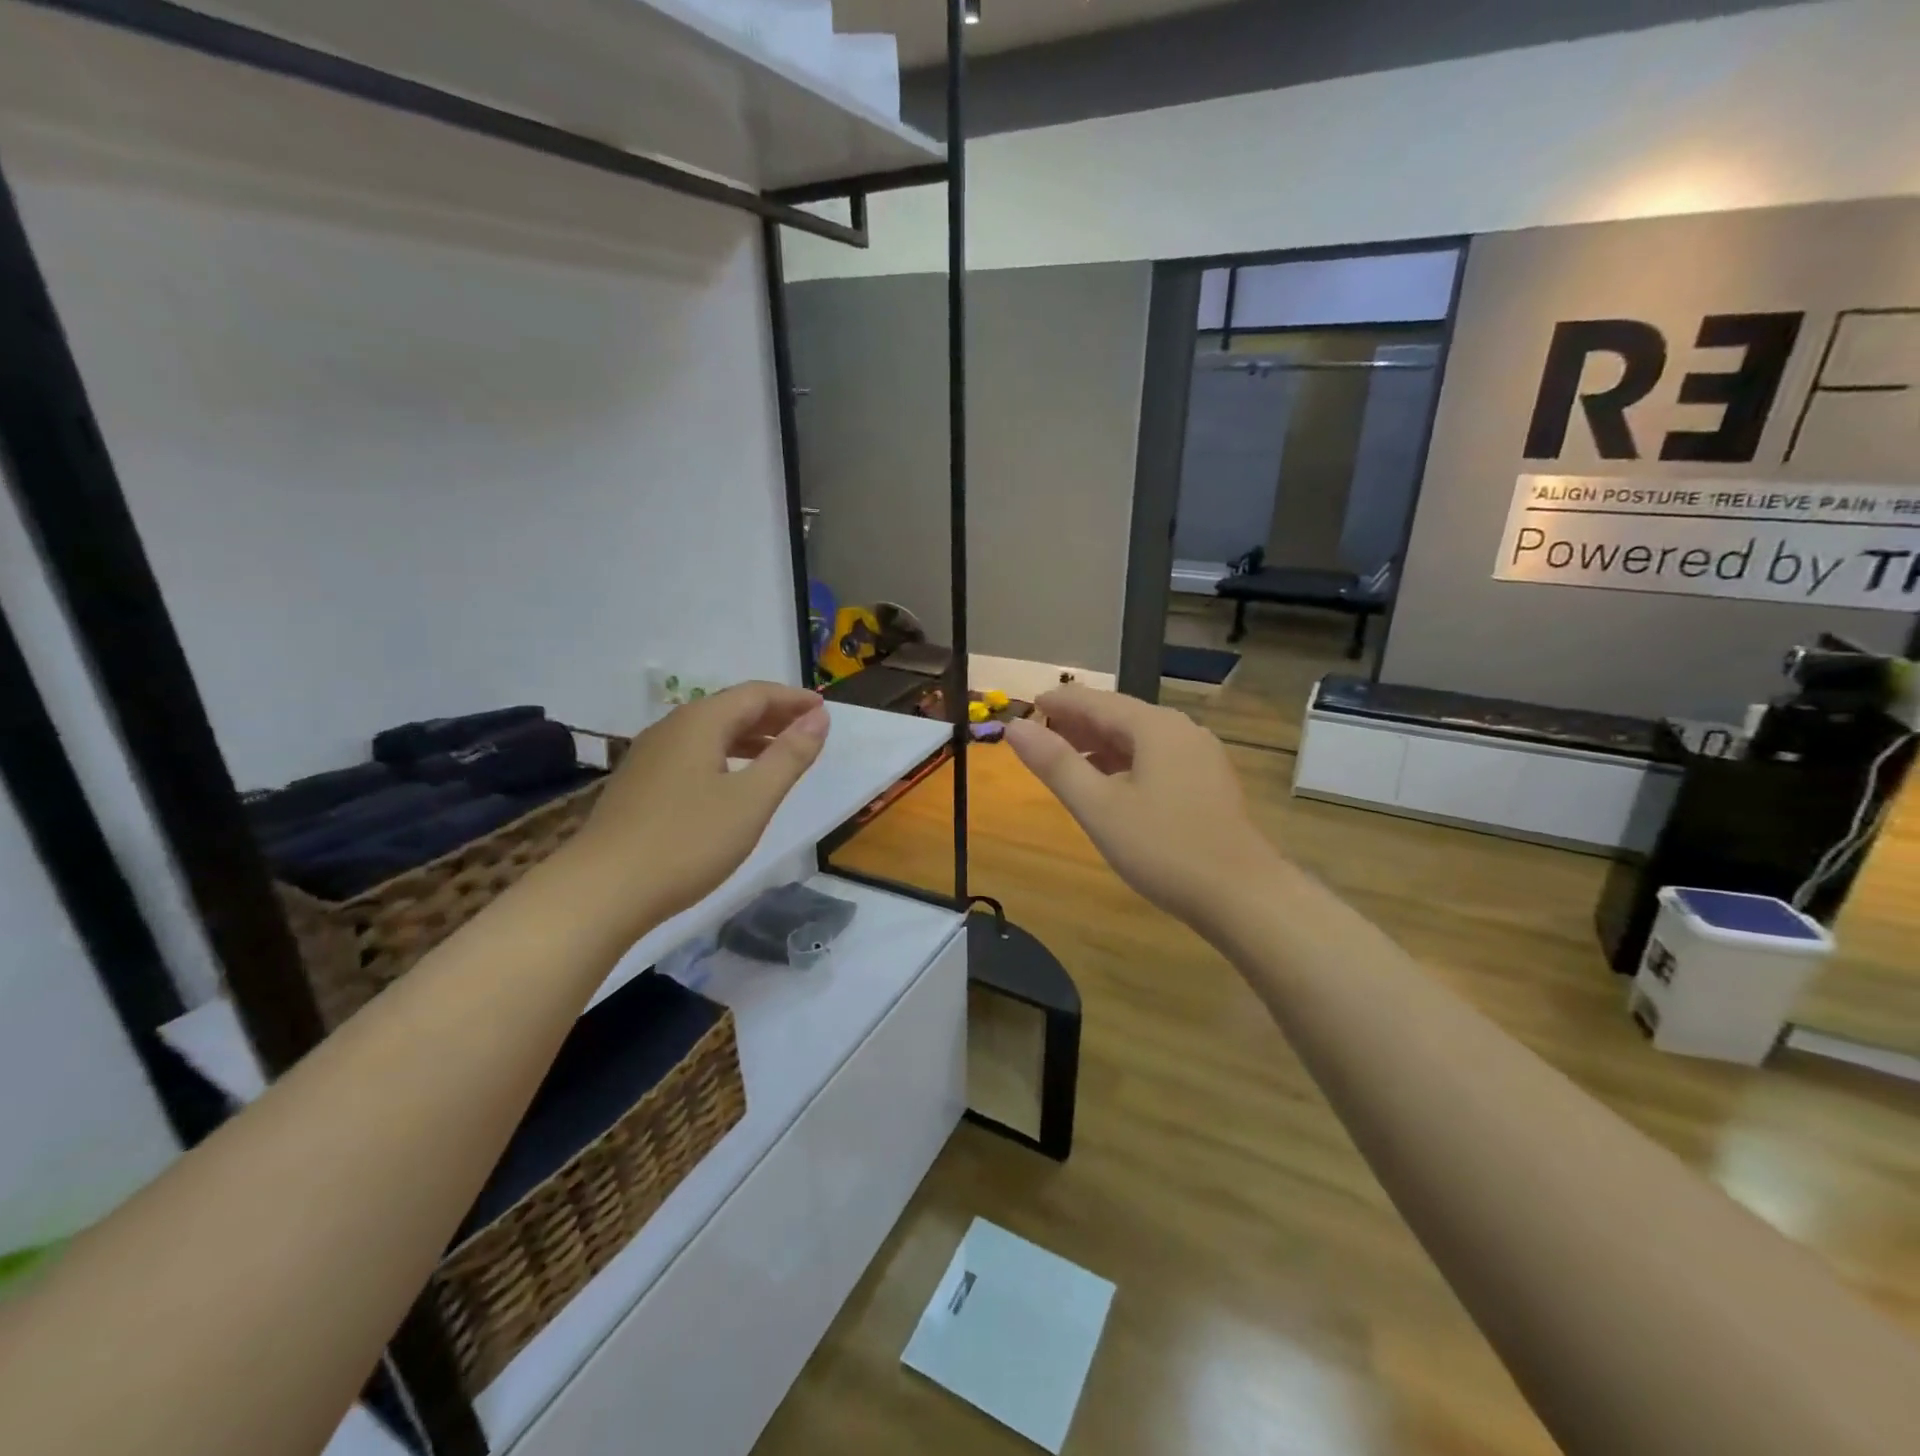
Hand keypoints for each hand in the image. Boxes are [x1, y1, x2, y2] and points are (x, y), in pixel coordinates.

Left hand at [567, 682, 828, 939]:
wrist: (602, 891)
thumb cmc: (687, 841)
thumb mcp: (752, 800)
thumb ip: (789, 756)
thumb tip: (819, 717)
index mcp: (700, 723)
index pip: (755, 694)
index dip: (792, 699)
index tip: (824, 709)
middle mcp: (672, 729)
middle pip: (730, 709)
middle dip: (773, 716)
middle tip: (810, 730)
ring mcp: (650, 757)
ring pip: (710, 733)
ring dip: (750, 737)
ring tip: (781, 755)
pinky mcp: (640, 785)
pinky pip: (694, 755)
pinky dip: (726, 757)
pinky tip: (734, 783)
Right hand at [1004, 686, 1278, 928]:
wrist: (1243, 895)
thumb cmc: (1164, 848)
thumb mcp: (1099, 807)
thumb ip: (1056, 764)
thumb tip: (1016, 727)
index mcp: (1155, 727)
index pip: (1096, 701)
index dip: (1058, 703)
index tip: (1027, 707)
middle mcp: (1182, 731)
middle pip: (1120, 716)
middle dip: (1078, 724)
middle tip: (1040, 736)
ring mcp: (1201, 757)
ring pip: (1140, 739)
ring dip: (1101, 745)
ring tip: (1067, 761)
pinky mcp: (1209, 783)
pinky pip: (1158, 759)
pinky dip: (1126, 764)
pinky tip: (1112, 786)